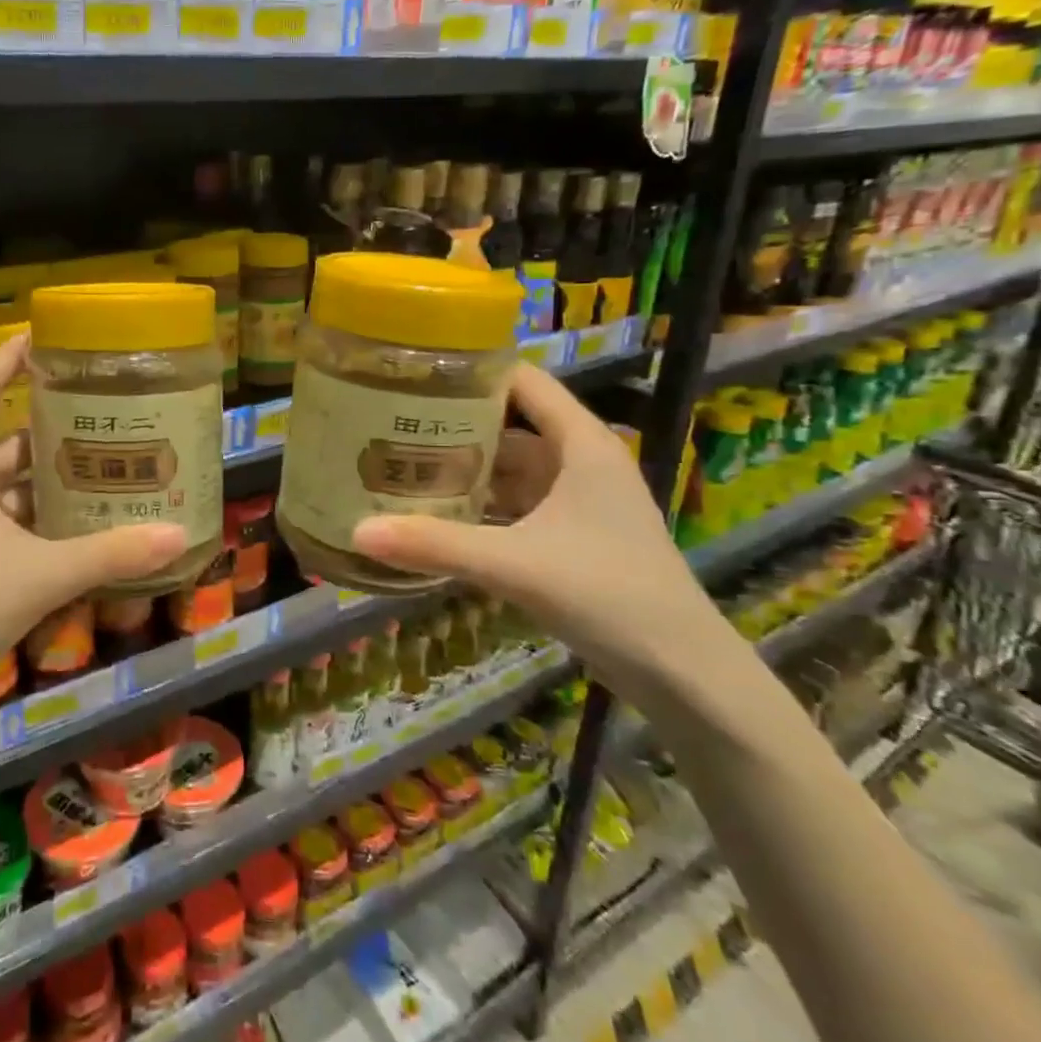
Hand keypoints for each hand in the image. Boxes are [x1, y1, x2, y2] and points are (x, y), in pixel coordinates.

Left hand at [0, 336, 185, 823]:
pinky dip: (39, 506)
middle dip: (52, 419)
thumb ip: (111, 554)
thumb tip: (178, 535)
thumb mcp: (42, 576)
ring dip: (49, 468)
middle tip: (106, 408)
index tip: (52, 336)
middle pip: (4, 430)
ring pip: (7, 474)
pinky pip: (5, 509)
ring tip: (105, 459)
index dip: (12, 354)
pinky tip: (79, 516)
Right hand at [351, 362, 745, 705]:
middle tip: (390, 418)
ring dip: (464, 466)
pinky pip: (514, 504)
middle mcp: (581, 462)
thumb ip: (436, 545)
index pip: (524, 382)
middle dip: (454, 422)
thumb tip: (358, 531)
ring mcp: (577, 501)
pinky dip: (478, 504)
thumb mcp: (515, 564)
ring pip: (510, 467)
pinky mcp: (570, 536)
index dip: (474, 369)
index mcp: (582, 444)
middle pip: (510, 423)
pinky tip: (435, 513)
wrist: (682, 672)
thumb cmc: (609, 594)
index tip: (415, 369)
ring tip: (400, 460)